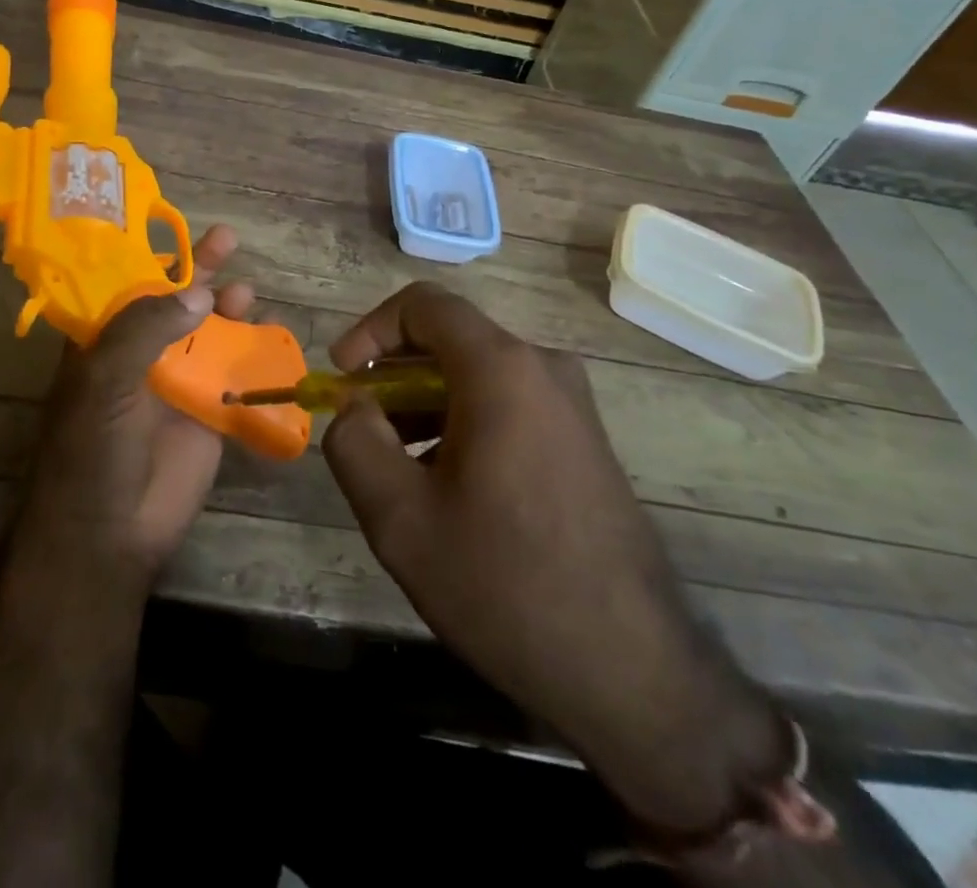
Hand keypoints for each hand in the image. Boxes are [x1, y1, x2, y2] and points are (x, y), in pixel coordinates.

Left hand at [13, 224, 252, 589]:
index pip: (129, 285)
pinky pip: (233, 373)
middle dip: (197, 271)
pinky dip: (251, 351)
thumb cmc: (92, 451)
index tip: (179, 226)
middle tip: (227, 239)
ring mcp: (175, 384)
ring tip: (245, 289)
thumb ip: (146, 329)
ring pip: (207, 332)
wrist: (110, 534)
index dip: (153, 255)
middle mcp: (139, 356)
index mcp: (103, 343)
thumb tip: (200, 292)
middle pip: (173, 302)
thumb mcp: (105, 380)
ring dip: (226, 307)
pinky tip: (268, 332)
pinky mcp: (208, 413)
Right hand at [321, 283, 787, 835]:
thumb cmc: (505, 583)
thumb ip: (354, 443)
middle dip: (395, 374)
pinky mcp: (585, 441)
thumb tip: (355, 409)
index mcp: (502, 369)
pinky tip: (450, 487)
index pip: (423, 304)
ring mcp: (573, 405)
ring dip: (427, 403)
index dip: (370, 330)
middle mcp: (544, 369)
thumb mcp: (400, 519)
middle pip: (451, 339)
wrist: (632, 672)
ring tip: (400, 467)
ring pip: (479, 375)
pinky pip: (509, 404)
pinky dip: (464, 422)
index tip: (344, 378)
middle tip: (365, 428)